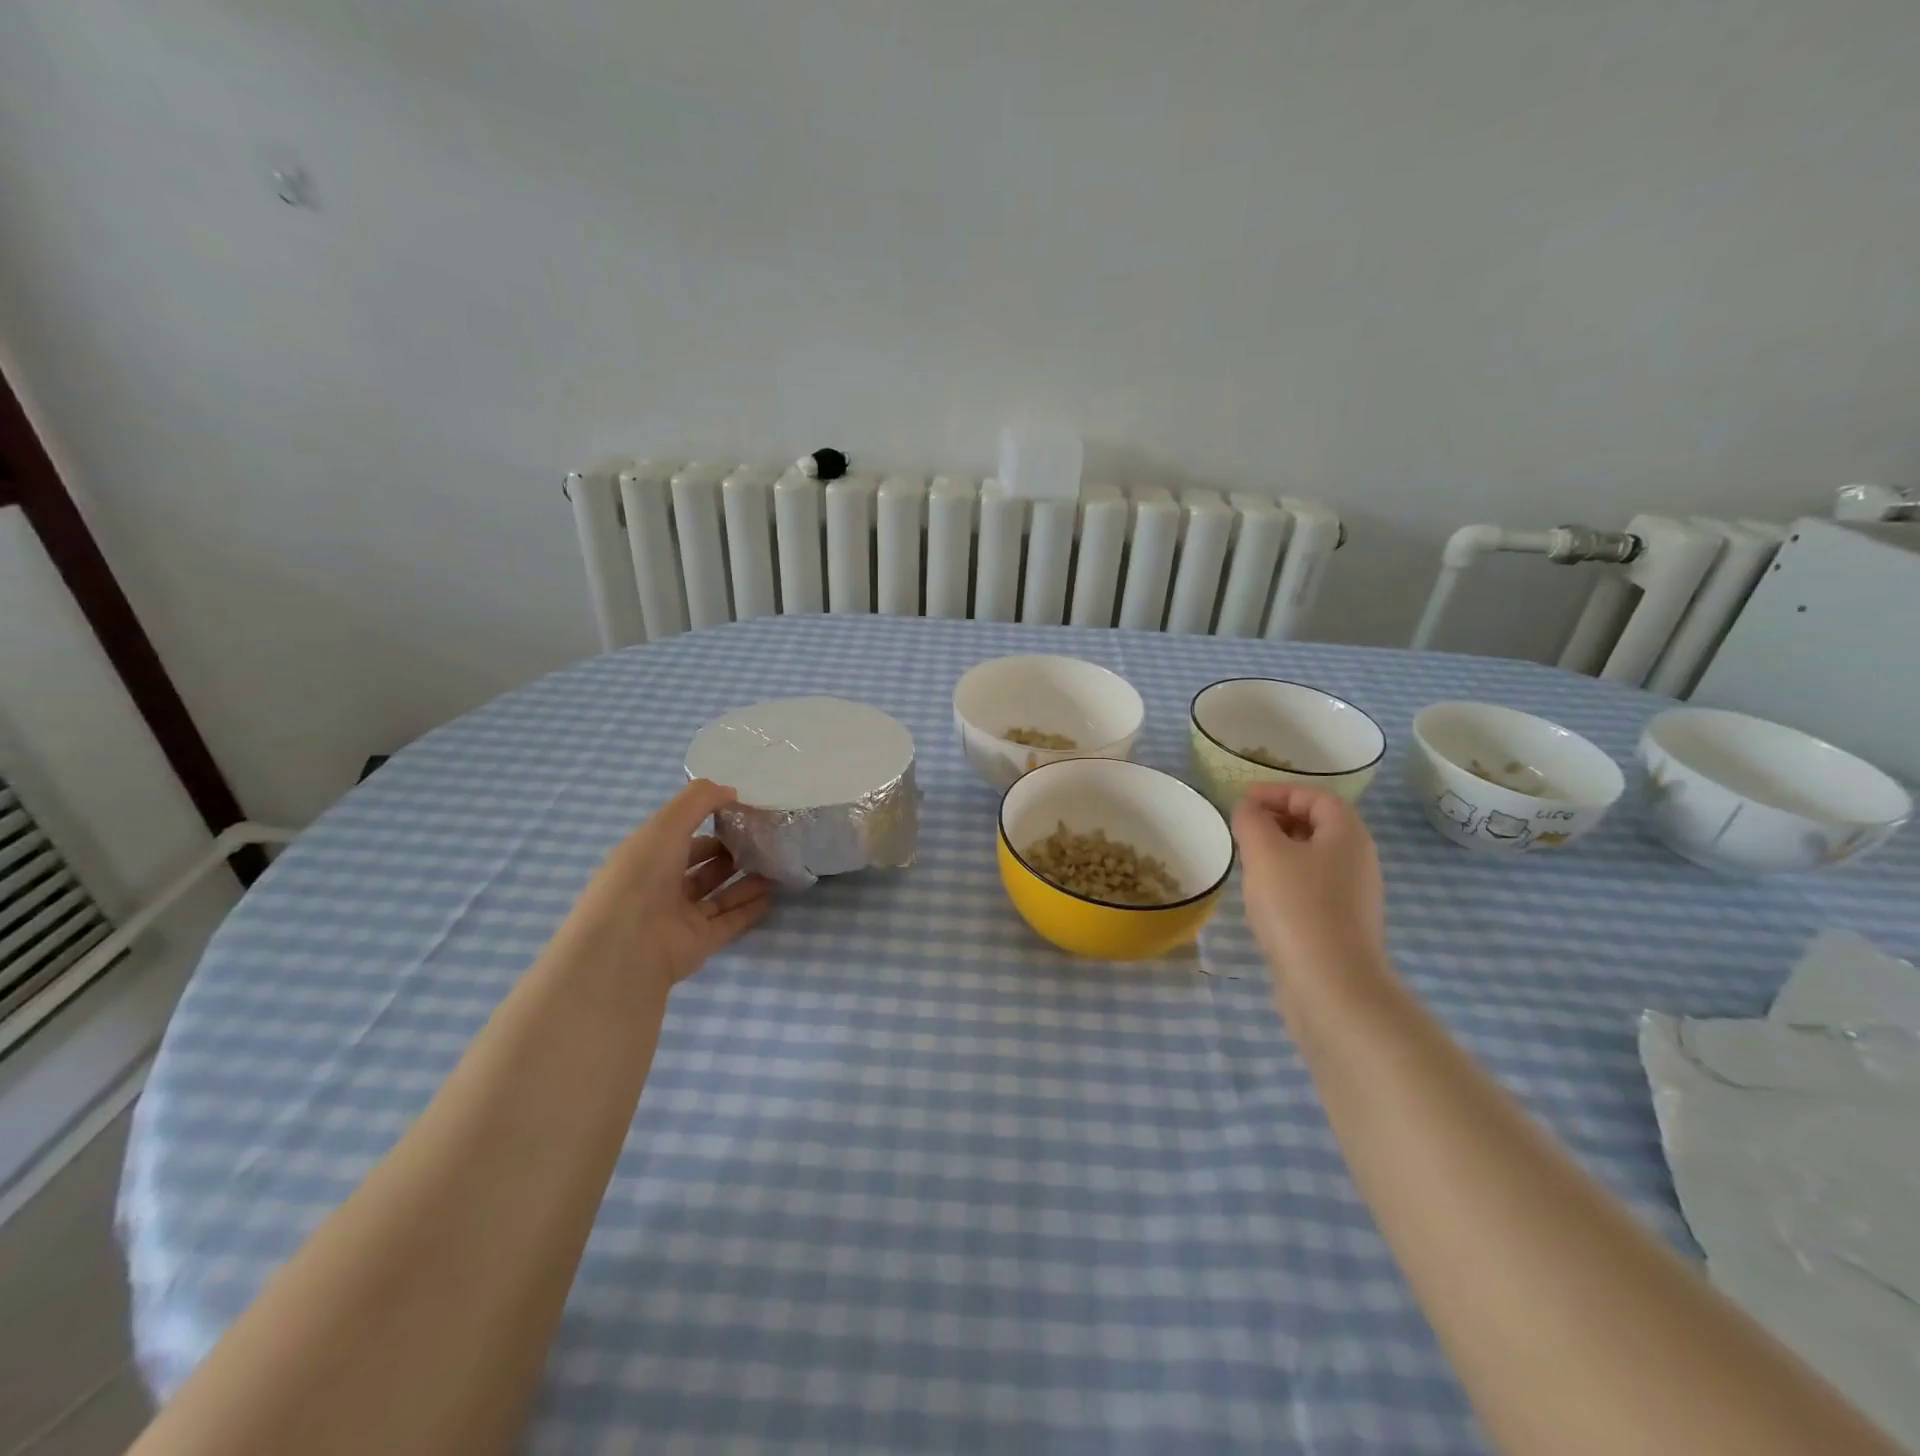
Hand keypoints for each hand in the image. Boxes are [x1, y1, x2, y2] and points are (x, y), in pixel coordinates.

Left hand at [557, 779, 773, 990]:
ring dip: (746, 880)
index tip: (744, 812)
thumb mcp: (667, 824)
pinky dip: (750, 908)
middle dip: (731, 852)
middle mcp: (662, 886)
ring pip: (719, 894)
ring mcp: (681, 917)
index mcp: (648, 856)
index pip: (682, 835)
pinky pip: (730, 921)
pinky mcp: (699, 943)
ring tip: (776, 865)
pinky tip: (772, 894)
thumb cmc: (641, 876)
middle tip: (765, 840)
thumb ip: (700, 799)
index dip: (710, 822)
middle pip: (703, 866)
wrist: (626, 946)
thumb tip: (733, 791)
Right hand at [1232, 783, 1388, 995]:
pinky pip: (1312, 887)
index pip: (1315, 796)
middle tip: (1242, 827)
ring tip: (1246, 859)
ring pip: (1313, 858)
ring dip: (1279, 851)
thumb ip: (1252, 821)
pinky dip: (1286, 879)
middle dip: (1278, 819)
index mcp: (1348, 834)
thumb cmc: (1298, 907)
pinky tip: (1262, 896)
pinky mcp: (1341, 925)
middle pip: (1318, 824)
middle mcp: (1358, 860)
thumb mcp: (1264, 853)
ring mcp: (1353, 896)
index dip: (1278, 791)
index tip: (1242, 800)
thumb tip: (1249, 808)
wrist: (1331, 986)